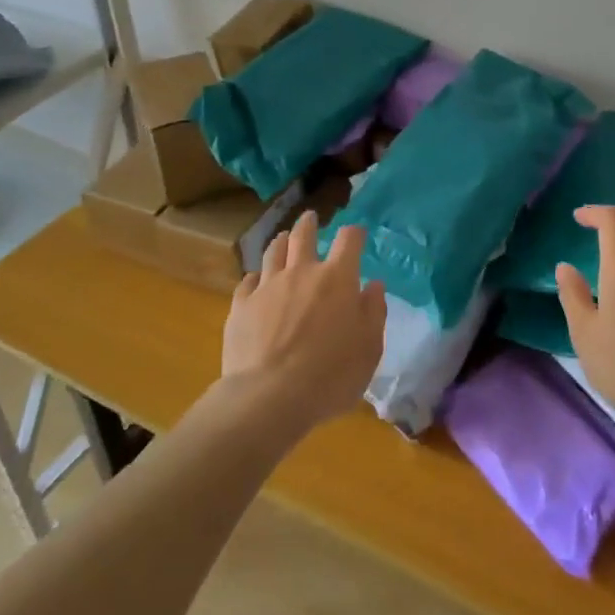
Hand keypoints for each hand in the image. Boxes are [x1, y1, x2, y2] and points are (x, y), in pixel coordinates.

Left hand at [221, 209, 385, 434]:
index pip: (349, 240)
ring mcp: (268, 286)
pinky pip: (248, 282)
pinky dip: (255, 278)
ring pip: (273, 252)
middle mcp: (301, 272)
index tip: (358, 234)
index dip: (355, 233)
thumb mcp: (369, 348)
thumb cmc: (330, 374)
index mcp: (337, 278)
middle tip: (311, 217)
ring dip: (281, 242)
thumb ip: (373, 312)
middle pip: (303, 235)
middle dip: (309, 224)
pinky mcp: (241, 306)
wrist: (270, 396)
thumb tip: (373, 285)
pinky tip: (255, 281)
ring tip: (283, 238)